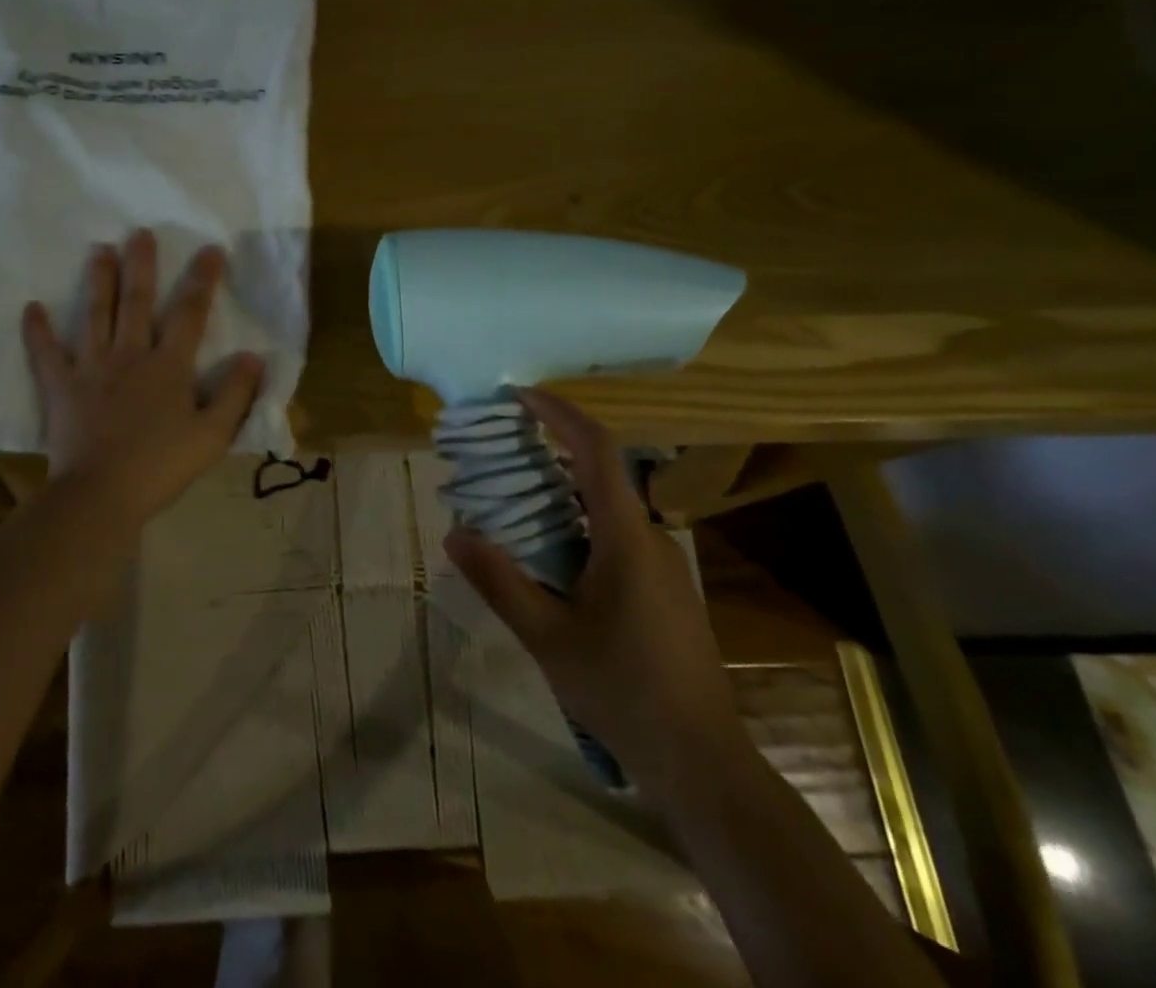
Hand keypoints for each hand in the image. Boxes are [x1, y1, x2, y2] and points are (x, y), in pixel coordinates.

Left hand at [22, 231, 265, 528]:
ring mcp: (92, 369)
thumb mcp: (213, 435)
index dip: (202, 279)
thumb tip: (254, 356)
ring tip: (99, 250)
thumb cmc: (161, 466)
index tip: (210, 249)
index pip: (190, 313)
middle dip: (141, 265)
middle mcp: (130, 355)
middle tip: (139, 233)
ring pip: (95, 316)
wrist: (100, 495)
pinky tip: (31, 308)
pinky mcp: (62, 388)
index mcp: (169, 366)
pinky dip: (38, 332)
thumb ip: (235, 394)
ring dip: (98, 282)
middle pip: (137, 302)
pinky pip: (46, 355)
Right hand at [443, 389, 746, 806]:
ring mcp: (662, 564)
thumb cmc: (622, 690)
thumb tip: (454, 534)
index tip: (520, 396)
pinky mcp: (664, 588)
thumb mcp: (547, 638)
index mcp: (625, 536)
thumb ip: (499, 582)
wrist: (701, 760)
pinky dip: (578, 523)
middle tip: (499, 452)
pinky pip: (616, 534)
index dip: (560, 413)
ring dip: (561, 492)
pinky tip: (549, 555)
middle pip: (599, 473)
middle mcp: (650, 537)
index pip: (596, 449)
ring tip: (513, 501)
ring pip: (607, 507)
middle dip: (550, 451)